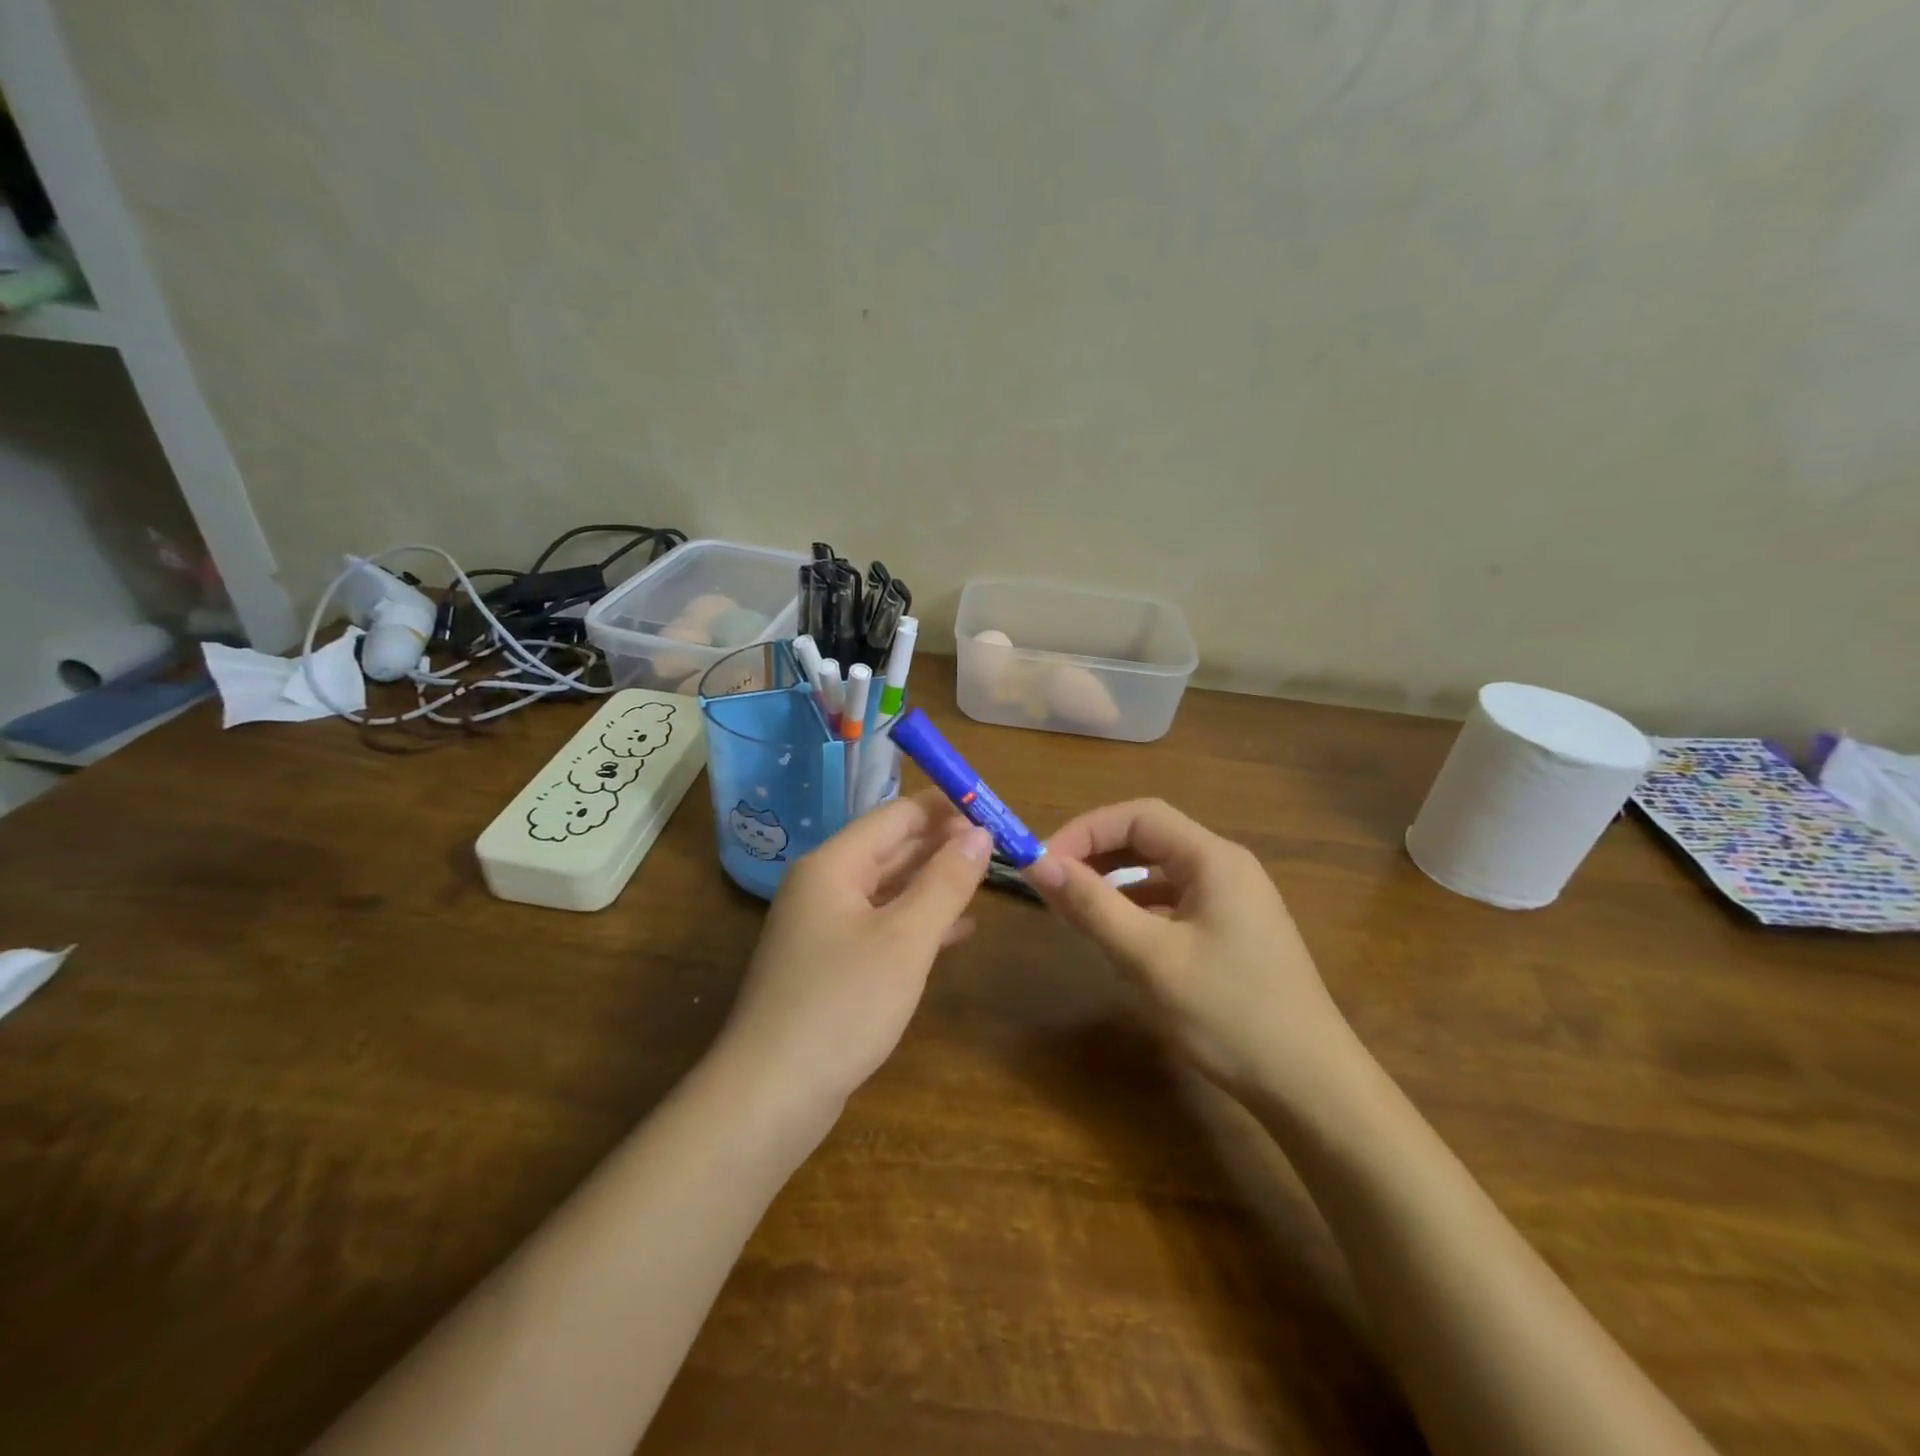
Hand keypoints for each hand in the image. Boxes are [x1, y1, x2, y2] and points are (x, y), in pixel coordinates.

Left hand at [714, 790, 991, 1120]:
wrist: (771, 1094)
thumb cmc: (842, 1005)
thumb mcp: (905, 939)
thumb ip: (945, 882)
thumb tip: (980, 833)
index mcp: (834, 865)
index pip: (896, 816)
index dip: (944, 809)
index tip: (991, 808)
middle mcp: (825, 886)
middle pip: (891, 849)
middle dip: (942, 844)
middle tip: (998, 844)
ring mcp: (825, 927)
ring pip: (889, 889)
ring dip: (934, 883)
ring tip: (985, 878)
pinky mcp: (831, 965)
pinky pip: (883, 927)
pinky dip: (919, 923)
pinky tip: (959, 931)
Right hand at [1027, 799, 1361, 1099]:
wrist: (1311, 1087)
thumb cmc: (1229, 1013)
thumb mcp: (1150, 958)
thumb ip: (1092, 905)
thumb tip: (1037, 863)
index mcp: (1213, 859)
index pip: (1138, 817)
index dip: (1085, 830)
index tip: (1044, 863)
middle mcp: (1226, 868)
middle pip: (1149, 839)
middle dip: (1097, 855)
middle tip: (1052, 884)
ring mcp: (1233, 901)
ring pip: (1159, 873)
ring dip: (1114, 883)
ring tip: (1074, 910)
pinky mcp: (1231, 933)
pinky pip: (1173, 904)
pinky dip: (1137, 910)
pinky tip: (1117, 938)